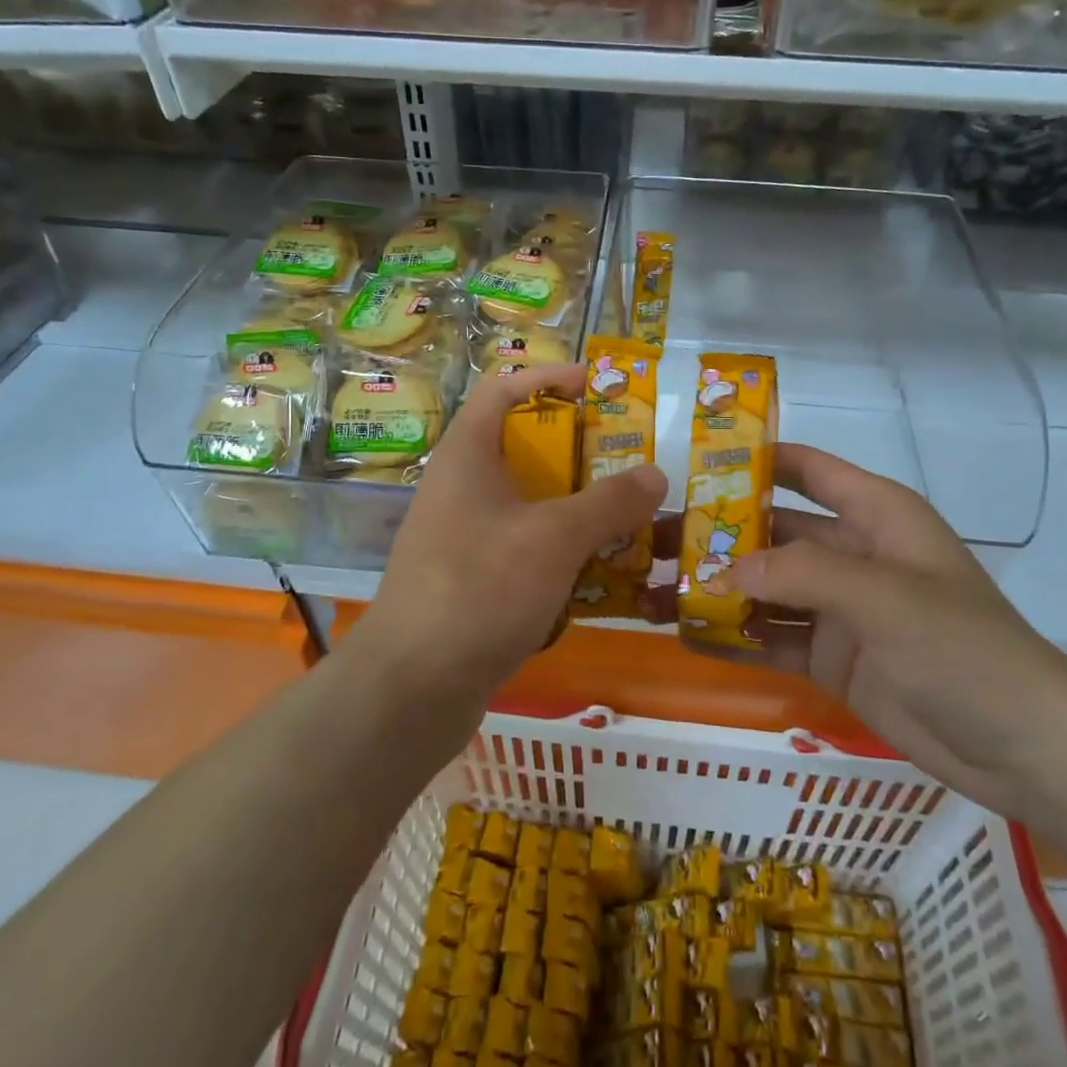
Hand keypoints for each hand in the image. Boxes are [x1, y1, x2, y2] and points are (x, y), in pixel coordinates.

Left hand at [360, 363, 667, 697]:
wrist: (412, 688)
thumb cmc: (479, 589)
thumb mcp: (553, 538)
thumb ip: (608, 502)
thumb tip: (655, 474)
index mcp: (468, 456)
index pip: (504, 389)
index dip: (549, 378)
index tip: (598, 387)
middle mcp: (462, 488)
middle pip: (525, 448)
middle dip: (580, 452)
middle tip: (630, 461)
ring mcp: (465, 537)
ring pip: (530, 505)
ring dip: (578, 508)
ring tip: (630, 517)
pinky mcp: (473, 581)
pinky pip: (526, 549)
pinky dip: (563, 553)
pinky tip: (602, 573)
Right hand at [641, 444, 1066, 820]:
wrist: (1023, 747)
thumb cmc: (961, 647)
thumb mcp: (880, 595)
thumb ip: (798, 574)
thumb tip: (720, 572)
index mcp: (874, 514)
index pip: (806, 469)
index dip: (754, 460)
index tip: (693, 465)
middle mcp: (851, 553)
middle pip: (772, 532)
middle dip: (717, 536)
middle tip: (653, 542)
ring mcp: (840, 608)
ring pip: (766, 588)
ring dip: (718, 590)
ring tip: (655, 591)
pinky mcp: (833, 658)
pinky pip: (774, 639)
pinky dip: (736, 638)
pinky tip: (687, 638)